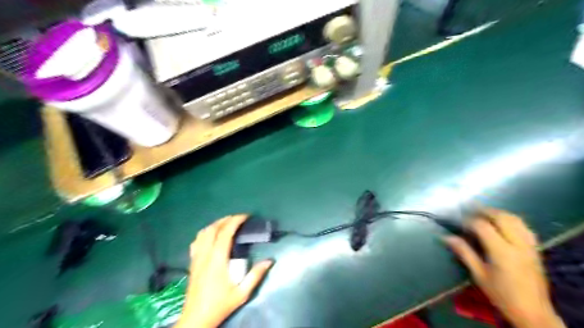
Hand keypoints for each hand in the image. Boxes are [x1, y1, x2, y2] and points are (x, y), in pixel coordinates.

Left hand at [175, 215, 273, 327]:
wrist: (196, 319)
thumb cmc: (220, 305)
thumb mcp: (242, 293)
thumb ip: (255, 275)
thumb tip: (269, 261)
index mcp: (217, 260)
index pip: (225, 233)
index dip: (235, 221)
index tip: (246, 216)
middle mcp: (205, 255)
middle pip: (213, 229)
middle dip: (226, 219)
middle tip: (238, 218)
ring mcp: (196, 258)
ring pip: (202, 233)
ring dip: (215, 224)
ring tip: (226, 223)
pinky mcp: (192, 263)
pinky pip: (196, 242)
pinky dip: (205, 233)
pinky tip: (211, 236)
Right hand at [446, 207, 563, 327]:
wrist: (533, 313)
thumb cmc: (501, 295)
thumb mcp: (478, 274)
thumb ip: (464, 252)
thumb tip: (446, 237)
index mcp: (501, 252)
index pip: (483, 226)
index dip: (468, 220)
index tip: (457, 221)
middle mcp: (517, 244)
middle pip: (501, 217)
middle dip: (484, 211)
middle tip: (469, 210)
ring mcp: (529, 246)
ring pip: (515, 219)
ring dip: (498, 213)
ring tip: (484, 213)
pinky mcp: (535, 249)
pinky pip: (524, 227)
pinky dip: (511, 220)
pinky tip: (502, 223)